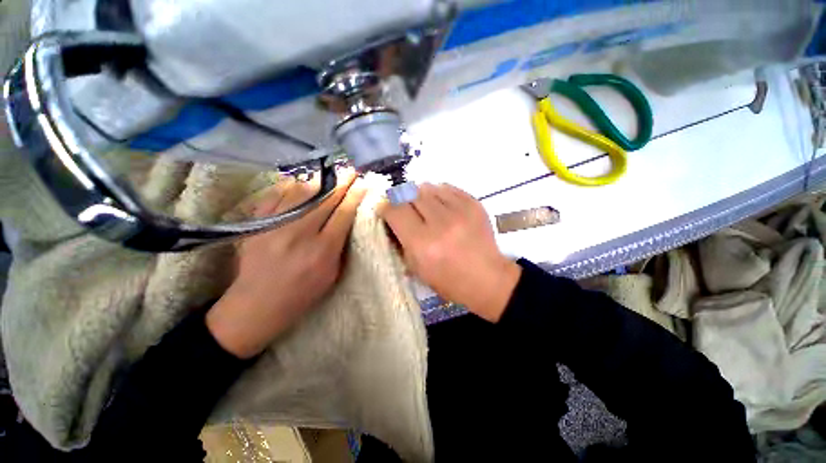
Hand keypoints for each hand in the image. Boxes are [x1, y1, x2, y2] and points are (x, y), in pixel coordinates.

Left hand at [206, 171, 366, 357]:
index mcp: (322, 250)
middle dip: (342, 181)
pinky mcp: (256, 224)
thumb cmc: (302, 295)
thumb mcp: (332, 274)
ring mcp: (274, 226)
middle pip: (325, 199)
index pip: (344, 213)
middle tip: (352, 169)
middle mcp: (299, 234)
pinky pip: (276, 195)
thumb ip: (340, 245)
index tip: (364, 182)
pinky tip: (302, 181)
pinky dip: (292, 185)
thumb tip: (348, 218)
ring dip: (320, 179)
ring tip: (331, 172)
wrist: (255, 306)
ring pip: (301, 192)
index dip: (356, 195)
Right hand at [381, 183, 520, 321]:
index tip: (386, 210)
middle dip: (403, 200)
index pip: (395, 211)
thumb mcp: (417, 269)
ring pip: (428, 187)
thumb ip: (401, 240)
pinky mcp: (474, 204)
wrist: (487, 279)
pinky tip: (442, 206)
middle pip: (410, 194)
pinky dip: (439, 194)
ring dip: (421, 195)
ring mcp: (460, 211)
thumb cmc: (449, 280)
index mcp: (423, 243)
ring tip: (425, 208)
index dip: (386, 207)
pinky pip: (447, 188)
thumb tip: (392, 216)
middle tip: (406, 209)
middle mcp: (440, 223)